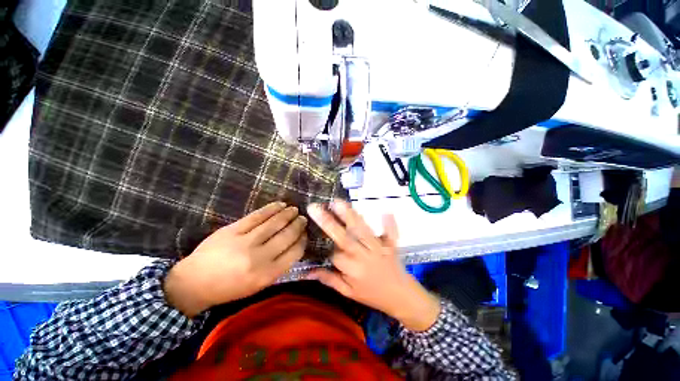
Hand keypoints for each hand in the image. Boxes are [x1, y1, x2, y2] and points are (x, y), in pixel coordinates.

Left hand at [164, 202, 307, 317]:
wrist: (195, 282)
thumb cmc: (230, 287)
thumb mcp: (258, 285)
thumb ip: (278, 266)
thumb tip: (295, 245)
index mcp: (267, 274)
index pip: (294, 252)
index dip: (303, 240)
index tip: (305, 234)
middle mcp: (259, 257)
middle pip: (287, 235)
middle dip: (298, 225)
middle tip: (303, 219)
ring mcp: (245, 241)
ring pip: (274, 223)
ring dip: (288, 214)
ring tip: (295, 210)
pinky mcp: (233, 230)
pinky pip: (257, 216)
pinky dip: (271, 208)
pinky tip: (280, 205)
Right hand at [306, 201, 440, 331]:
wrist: (401, 298)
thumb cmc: (372, 295)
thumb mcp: (348, 292)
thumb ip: (329, 280)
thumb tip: (308, 272)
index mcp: (352, 269)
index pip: (335, 254)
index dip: (326, 247)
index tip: (317, 238)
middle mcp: (363, 256)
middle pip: (345, 238)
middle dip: (328, 223)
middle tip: (316, 209)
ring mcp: (378, 248)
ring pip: (362, 230)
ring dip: (350, 216)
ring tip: (337, 202)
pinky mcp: (390, 244)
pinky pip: (391, 233)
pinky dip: (389, 223)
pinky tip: (386, 211)